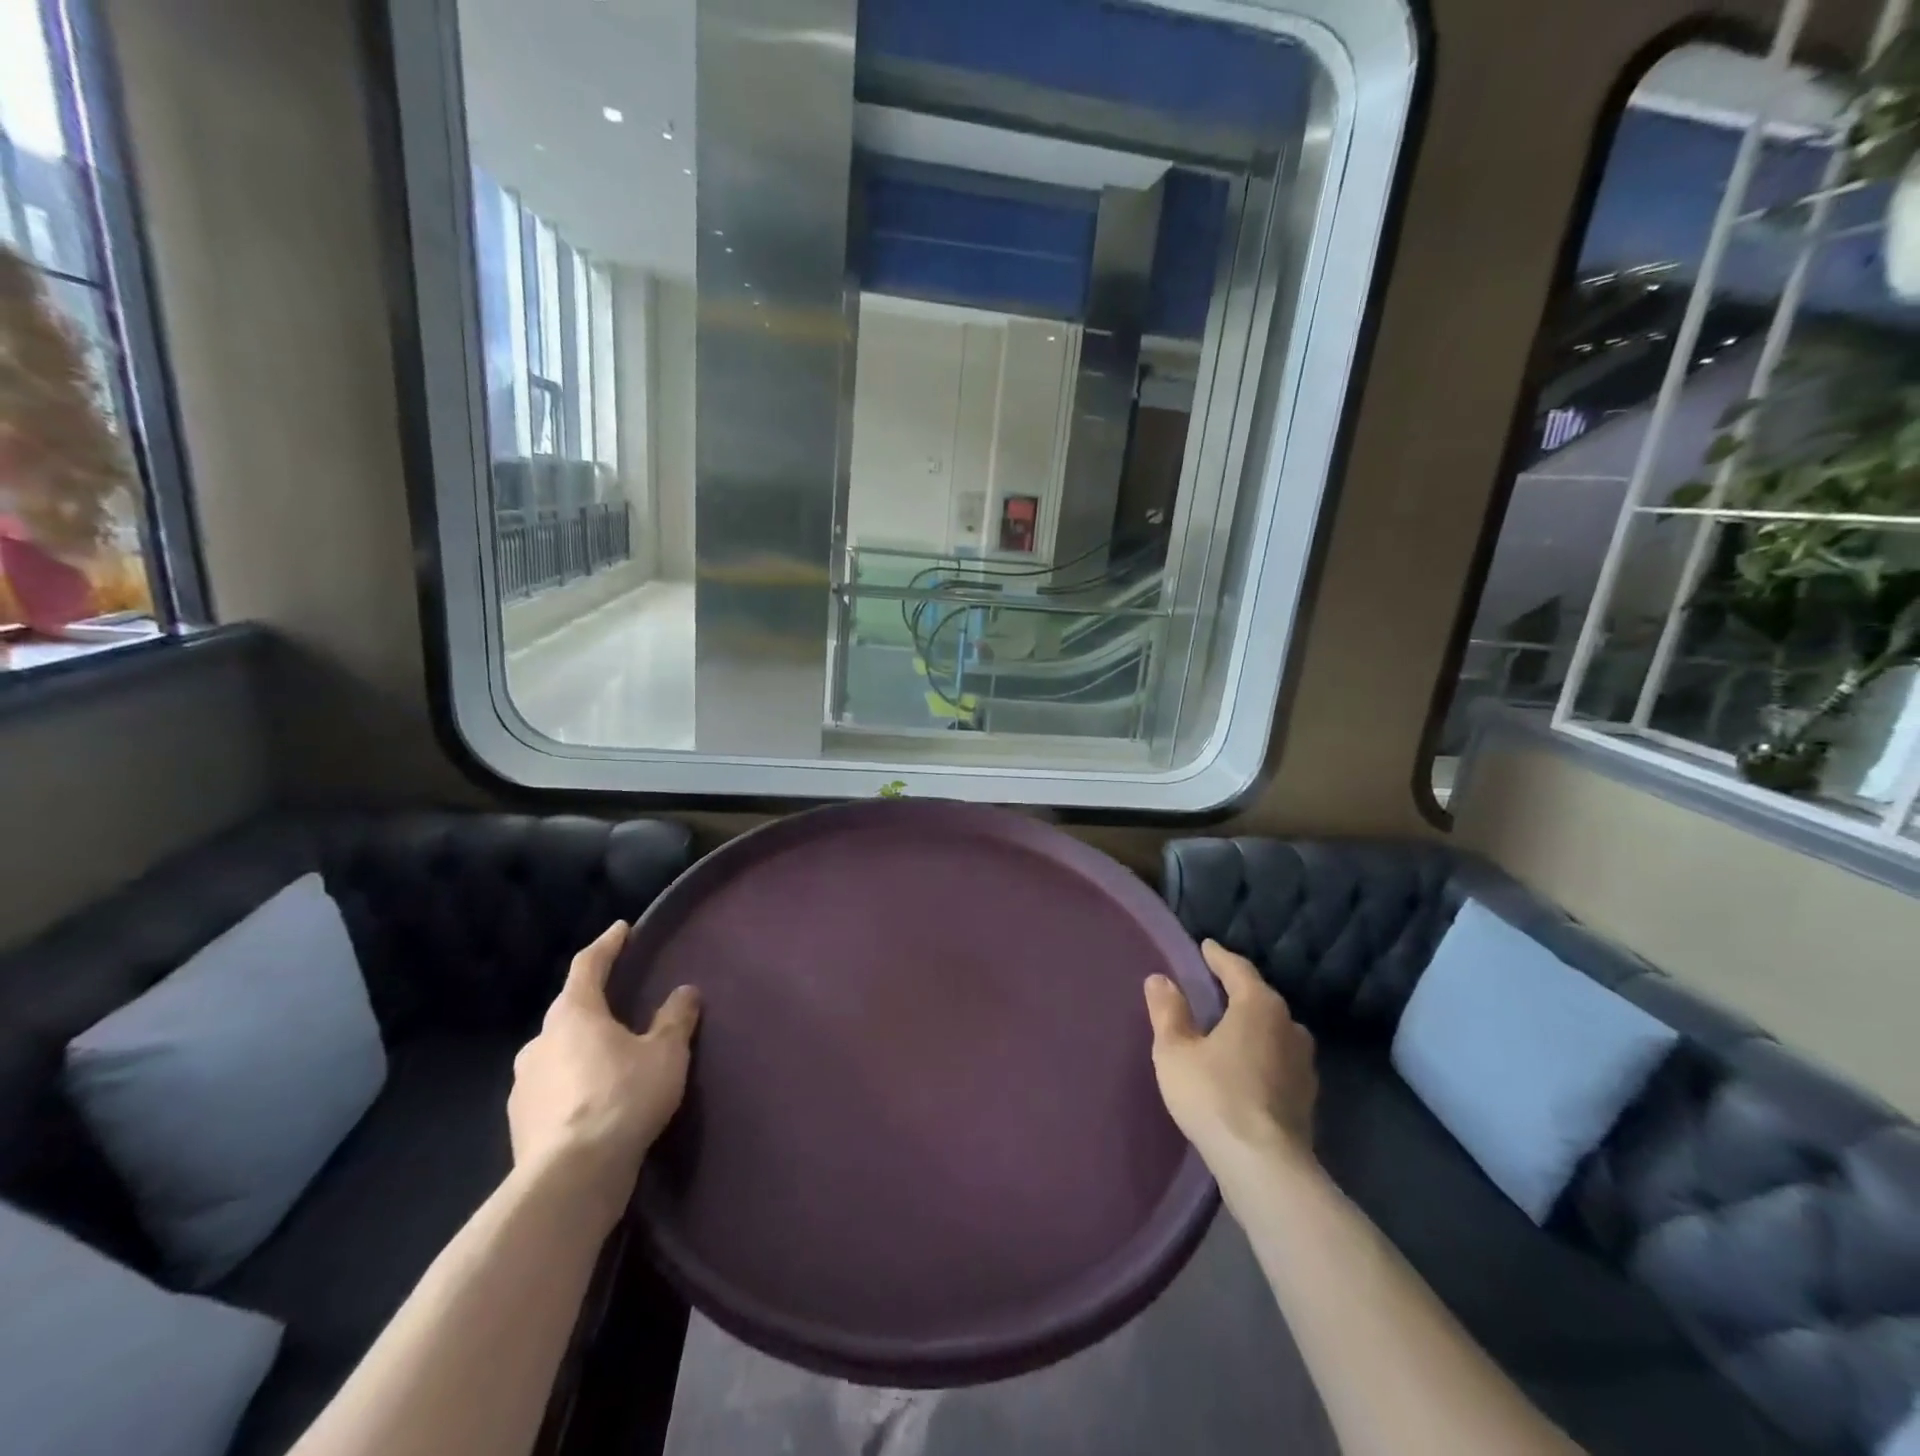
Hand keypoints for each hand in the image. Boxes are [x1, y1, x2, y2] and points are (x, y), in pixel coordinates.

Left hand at [509, 921, 700, 1211]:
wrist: (570, 1180)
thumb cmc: (622, 1099)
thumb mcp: (666, 1053)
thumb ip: (675, 1018)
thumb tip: (685, 991)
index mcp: (573, 1014)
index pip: (588, 965)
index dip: (607, 945)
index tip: (622, 930)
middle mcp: (540, 1042)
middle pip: (569, 1011)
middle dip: (595, 1005)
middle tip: (623, 1004)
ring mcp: (523, 1085)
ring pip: (558, 1052)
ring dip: (583, 1049)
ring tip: (613, 1059)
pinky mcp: (520, 1124)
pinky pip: (552, 1089)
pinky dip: (574, 1085)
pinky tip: (596, 1102)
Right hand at [1145, 940, 1316, 1170]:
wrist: (1265, 1167)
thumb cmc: (1215, 1096)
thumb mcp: (1176, 1051)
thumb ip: (1168, 1011)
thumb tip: (1160, 979)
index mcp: (1259, 1006)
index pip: (1237, 969)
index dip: (1218, 957)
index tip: (1206, 947)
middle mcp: (1289, 1026)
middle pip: (1260, 998)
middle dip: (1237, 990)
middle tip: (1213, 986)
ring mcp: (1304, 1063)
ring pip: (1274, 1030)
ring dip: (1252, 1025)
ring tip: (1228, 1027)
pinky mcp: (1307, 1096)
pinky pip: (1279, 1059)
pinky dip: (1261, 1054)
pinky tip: (1245, 1067)